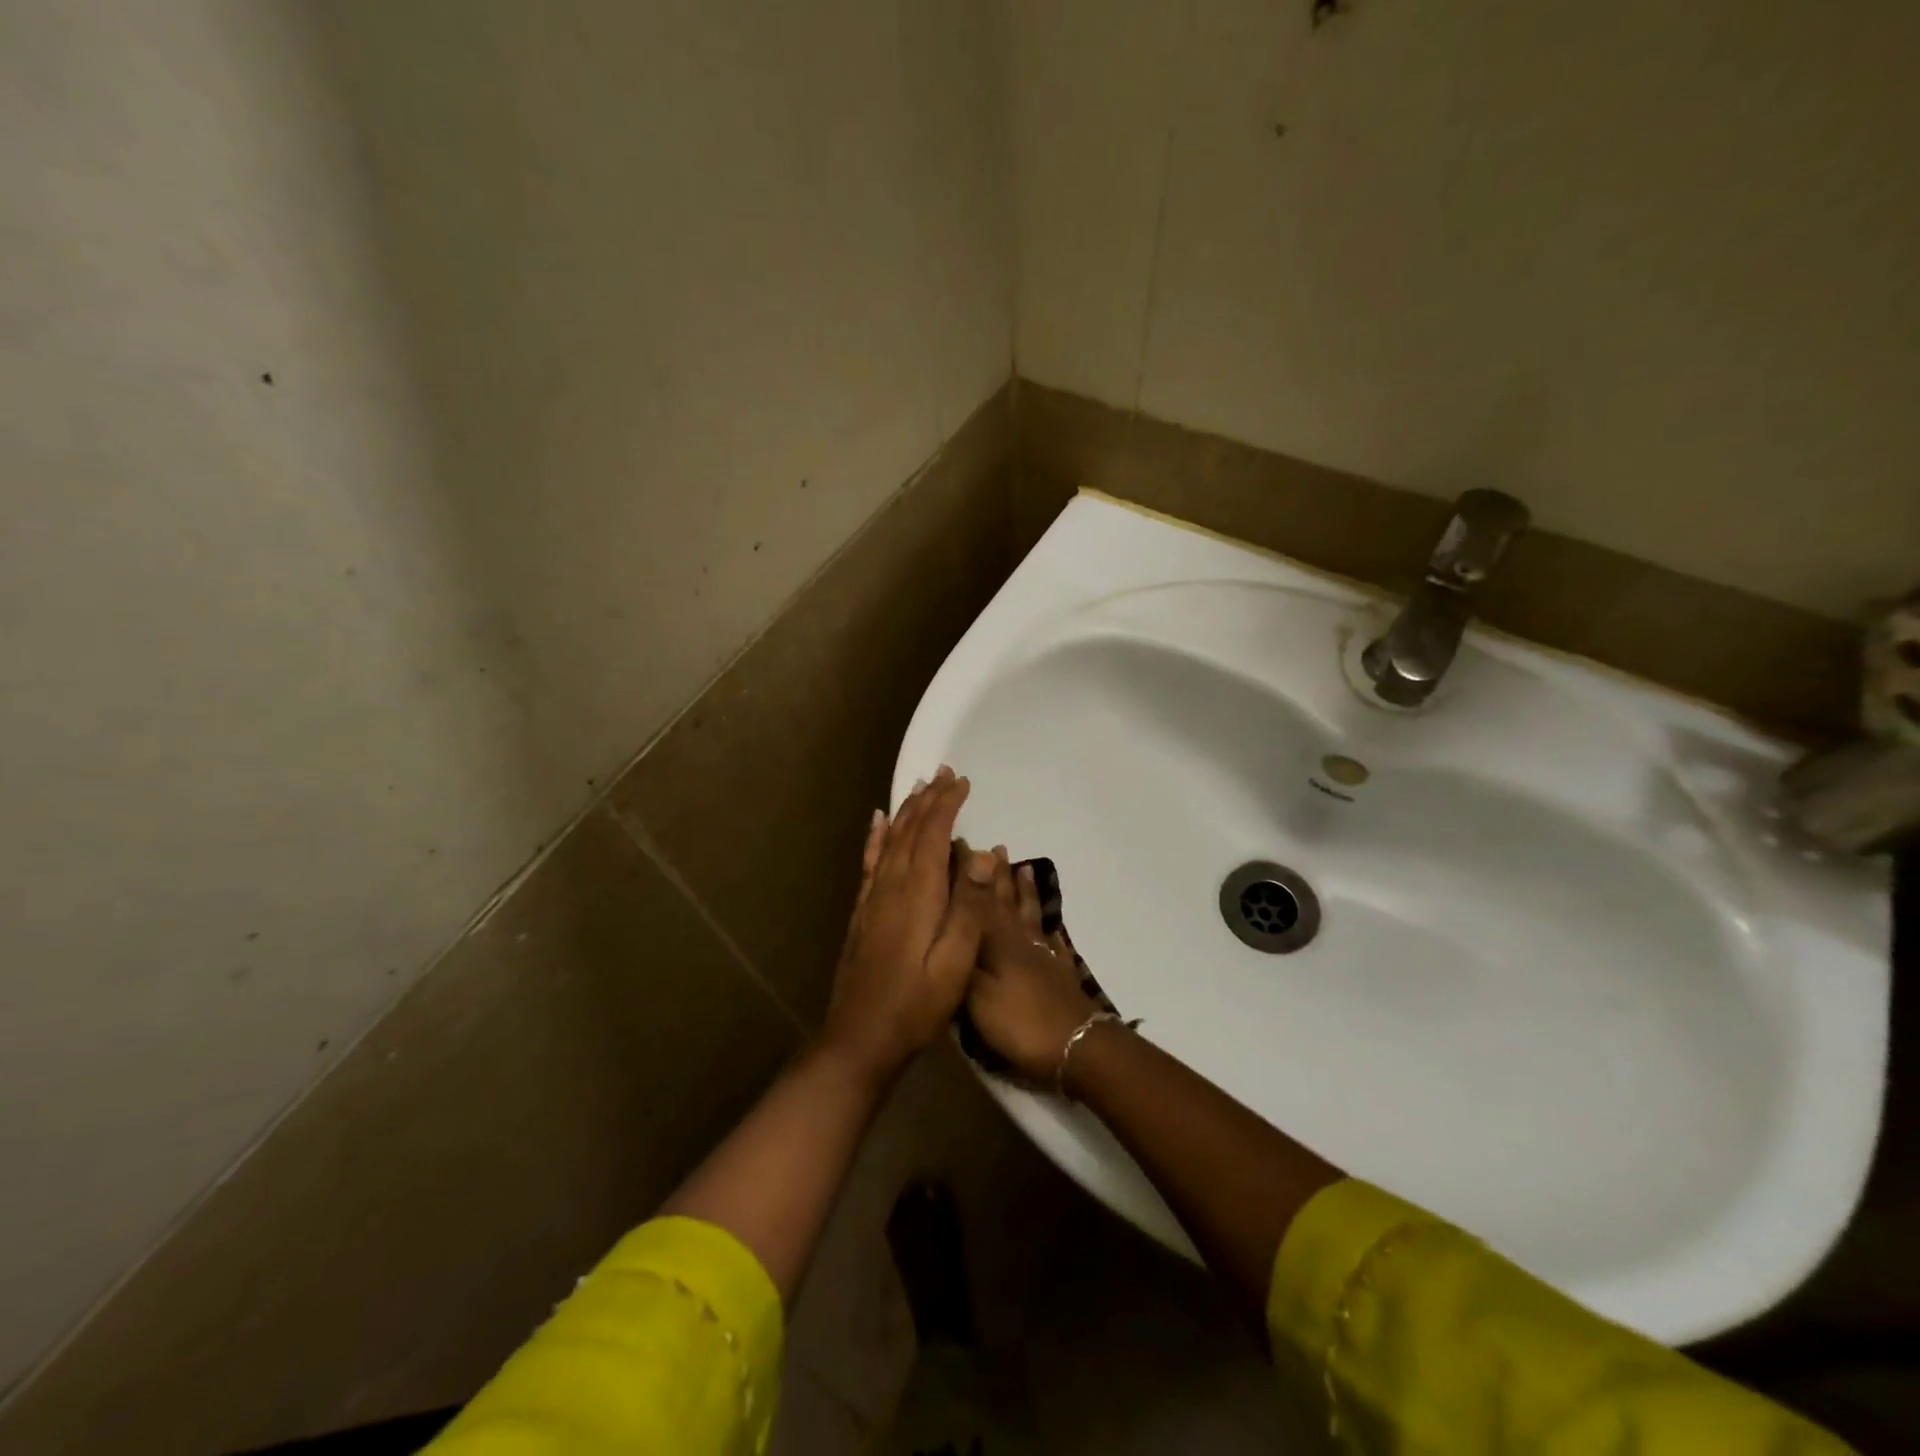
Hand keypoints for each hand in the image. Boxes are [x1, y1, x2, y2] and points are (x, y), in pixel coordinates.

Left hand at [822, 767, 997, 1085]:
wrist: (860, 1036)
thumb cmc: (916, 1003)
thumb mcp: (955, 961)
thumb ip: (969, 906)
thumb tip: (980, 853)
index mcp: (917, 893)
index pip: (933, 835)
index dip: (947, 805)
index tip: (962, 781)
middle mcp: (892, 885)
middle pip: (910, 830)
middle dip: (928, 799)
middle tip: (944, 773)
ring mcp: (873, 897)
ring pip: (891, 840)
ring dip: (906, 811)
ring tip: (918, 786)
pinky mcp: (863, 911)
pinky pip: (871, 861)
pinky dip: (877, 836)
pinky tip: (878, 822)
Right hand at [965, 856, 1103, 1083]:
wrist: (1076, 1045)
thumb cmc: (1018, 1020)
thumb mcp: (975, 992)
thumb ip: (962, 955)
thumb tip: (947, 920)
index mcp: (996, 940)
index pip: (978, 899)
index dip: (969, 874)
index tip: (961, 846)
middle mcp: (1019, 939)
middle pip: (1007, 900)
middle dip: (999, 874)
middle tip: (996, 848)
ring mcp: (1043, 954)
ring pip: (1030, 914)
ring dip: (1025, 891)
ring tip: (1024, 869)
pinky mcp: (1060, 972)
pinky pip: (1052, 940)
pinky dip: (1049, 927)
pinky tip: (1050, 923)